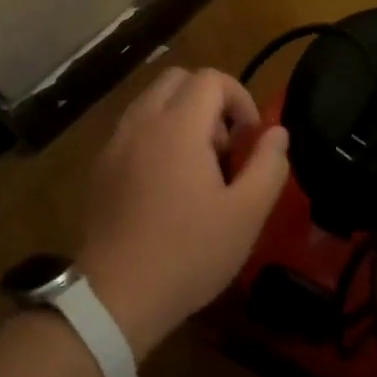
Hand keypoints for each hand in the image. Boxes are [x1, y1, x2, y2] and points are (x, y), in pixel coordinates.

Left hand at [77, 66, 289, 356]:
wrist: (115, 297)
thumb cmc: (188, 253)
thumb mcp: (246, 214)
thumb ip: (268, 164)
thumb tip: (277, 132)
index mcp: (177, 127)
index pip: (211, 79)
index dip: (240, 98)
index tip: (250, 138)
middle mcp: (141, 123)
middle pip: (178, 79)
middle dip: (209, 101)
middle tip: (225, 146)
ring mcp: (114, 144)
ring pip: (152, 101)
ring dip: (181, 116)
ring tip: (198, 165)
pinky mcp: (100, 167)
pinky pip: (133, 128)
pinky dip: (157, 135)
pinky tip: (167, 184)